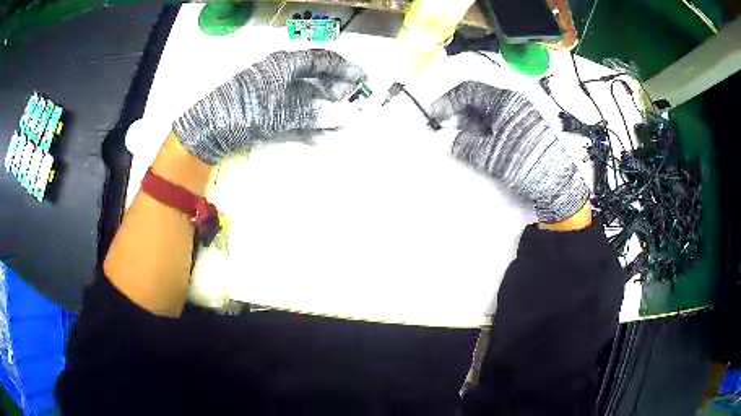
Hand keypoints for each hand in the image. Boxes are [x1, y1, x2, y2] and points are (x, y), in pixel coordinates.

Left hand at [174, 49, 366, 164]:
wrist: (210, 128)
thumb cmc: (246, 110)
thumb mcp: (282, 110)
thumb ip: (315, 113)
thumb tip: (347, 116)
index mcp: (286, 63)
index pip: (323, 59)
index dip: (345, 69)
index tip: (363, 80)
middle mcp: (282, 73)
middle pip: (317, 77)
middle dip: (335, 91)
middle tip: (348, 106)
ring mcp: (274, 91)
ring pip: (307, 97)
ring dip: (323, 111)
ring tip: (337, 127)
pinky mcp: (267, 109)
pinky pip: (294, 112)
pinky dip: (307, 123)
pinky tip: (318, 138)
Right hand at [430, 81, 588, 222]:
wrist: (556, 182)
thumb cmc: (523, 163)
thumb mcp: (489, 154)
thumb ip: (463, 144)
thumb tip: (446, 139)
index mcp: (504, 100)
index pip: (468, 90)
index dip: (447, 101)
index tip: (434, 116)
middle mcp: (513, 102)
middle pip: (478, 100)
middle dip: (458, 113)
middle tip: (445, 130)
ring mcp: (520, 114)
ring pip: (488, 111)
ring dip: (471, 122)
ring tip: (460, 139)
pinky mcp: (525, 127)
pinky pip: (499, 122)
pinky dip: (484, 130)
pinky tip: (479, 144)